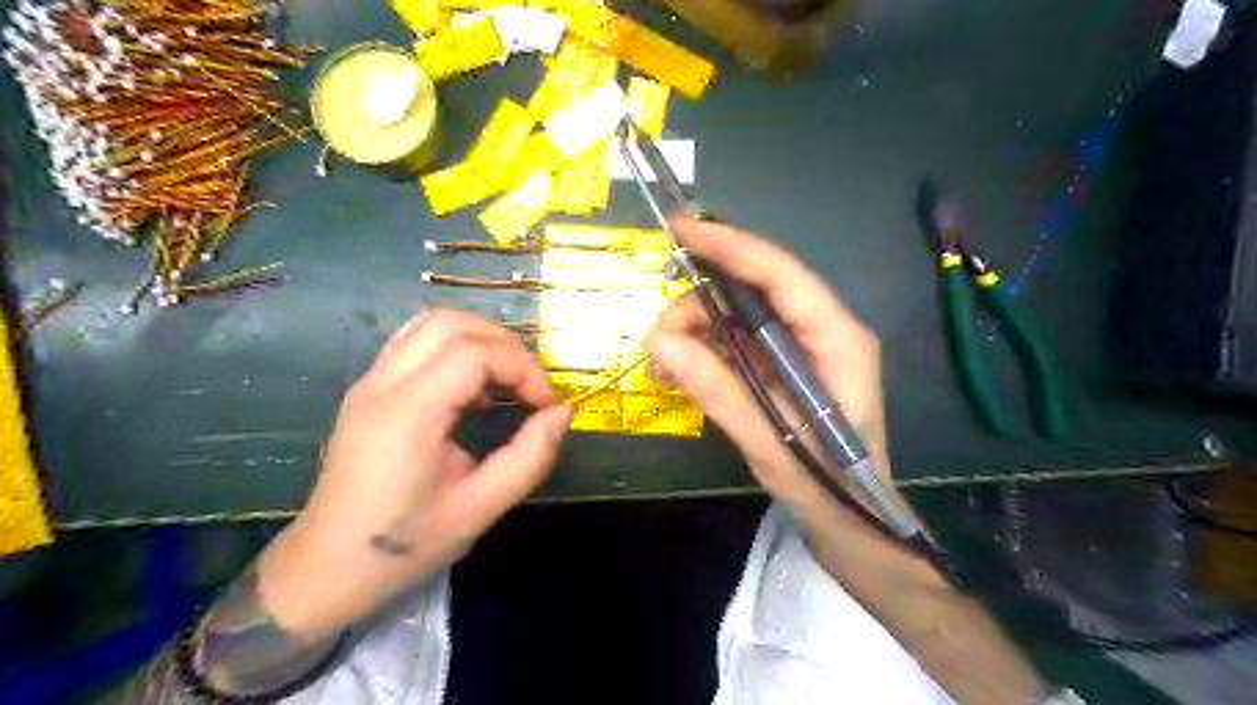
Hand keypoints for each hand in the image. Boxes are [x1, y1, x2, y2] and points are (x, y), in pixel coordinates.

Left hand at [253, 311, 570, 636]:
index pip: (474, 354)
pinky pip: (417, 342)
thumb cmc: (406, 544)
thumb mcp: (481, 508)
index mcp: (407, 414)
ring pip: (431, 323)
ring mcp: (370, 382)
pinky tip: (473, 387)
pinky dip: (456, 347)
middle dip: (504, 344)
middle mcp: (383, 384)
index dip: (522, 368)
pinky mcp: (369, 388)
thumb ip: (531, 456)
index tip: (546, 404)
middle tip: (529, 386)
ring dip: (479, 339)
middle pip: (451, 323)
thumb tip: (563, 412)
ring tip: (506, 379)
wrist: (328, 568)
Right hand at [647, 217, 893, 519]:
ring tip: (664, 361)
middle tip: (658, 337)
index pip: (781, 274)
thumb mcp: (768, 442)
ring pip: (743, 313)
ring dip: (699, 328)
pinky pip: (742, 339)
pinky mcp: (789, 363)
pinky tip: (682, 369)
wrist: (856, 521)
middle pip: (756, 290)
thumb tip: (657, 340)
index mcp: (837, 339)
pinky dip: (709, 348)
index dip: (731, 246)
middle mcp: (825, 329)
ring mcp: (807, 345)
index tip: (680, 229)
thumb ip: (716, 389)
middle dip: (701, 303)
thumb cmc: (826, 486)